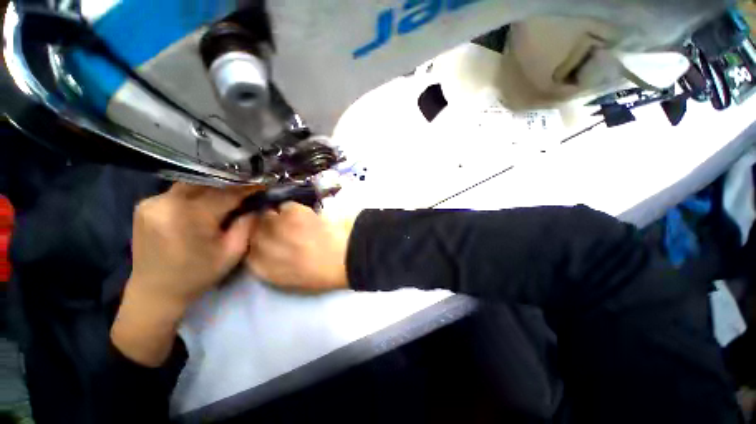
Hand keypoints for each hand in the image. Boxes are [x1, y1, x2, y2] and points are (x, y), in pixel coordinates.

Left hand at [112, 183, 257, 365]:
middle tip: (248, 189)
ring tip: (230, 194)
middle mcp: (166, 202)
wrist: (154, 292)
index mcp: (189, 216)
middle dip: (231, 184)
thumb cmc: (197, 275)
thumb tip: (257, 206)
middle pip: (207, 183)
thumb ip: (247, 226)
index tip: (263, 184)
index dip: (248, 187)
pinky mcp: (144, 205)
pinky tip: (205, 203)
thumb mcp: (232, 253)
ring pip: (192, 184)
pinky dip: (196, 193)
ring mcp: (151, 202)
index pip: (226, 193)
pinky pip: (178, 192)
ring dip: (213, 188)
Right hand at [246, 202, 353, 292]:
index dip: (258, 241)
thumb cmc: (323, 274)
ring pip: (268, 213)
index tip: (270, 238)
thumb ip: (272, 266)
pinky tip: (308, 216)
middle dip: (265, 226)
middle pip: (253, 228)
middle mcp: (262, 245)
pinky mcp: (293, 212)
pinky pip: (286, 205)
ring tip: (297, 221)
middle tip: (283, 227)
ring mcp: (276, 226)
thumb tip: (266, 252)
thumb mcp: (291, 280)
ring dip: (280, 216)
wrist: (345, 258)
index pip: (247, 249)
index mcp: (262, 268)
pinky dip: (295, 209)